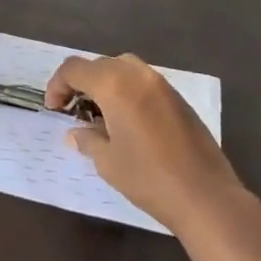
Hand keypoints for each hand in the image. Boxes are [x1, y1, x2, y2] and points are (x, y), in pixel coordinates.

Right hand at [47, 53, 251, 234]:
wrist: (206, 196)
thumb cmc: (149, 178)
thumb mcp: (107, 162)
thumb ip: (87, 139)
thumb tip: (75, 133)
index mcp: (114, 85)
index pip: (74, 68)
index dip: (57, 85)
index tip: (55, 109)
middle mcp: (137, 75)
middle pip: (99, 64)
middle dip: (81, 82)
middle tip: (74, 110)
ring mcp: (162, 84)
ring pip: (123, 68)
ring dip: (106, 83)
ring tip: (100, 112)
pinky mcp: (178, 98)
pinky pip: (143, 81)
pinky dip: (127, 90)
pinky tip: (128, 120)